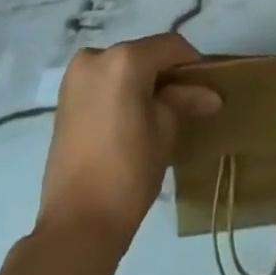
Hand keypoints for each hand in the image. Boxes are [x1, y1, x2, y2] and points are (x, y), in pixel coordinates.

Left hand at [34, 32, 221, 251]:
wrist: (75, 227)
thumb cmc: (127, 175)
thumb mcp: (165, 132)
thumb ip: (185, 101)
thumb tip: (210, 94)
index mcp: (124, 59)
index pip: (169, 46)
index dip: (192, 62)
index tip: (207, 84)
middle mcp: (97, 55)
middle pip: (144, 54)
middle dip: (166, 73)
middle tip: (186, 99)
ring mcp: (76, 76)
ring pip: (122, 67)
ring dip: (143, 82)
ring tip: (160, 110)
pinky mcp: (65, 98)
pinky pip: (103, 82)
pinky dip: (121, 91)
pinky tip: (133, 116)